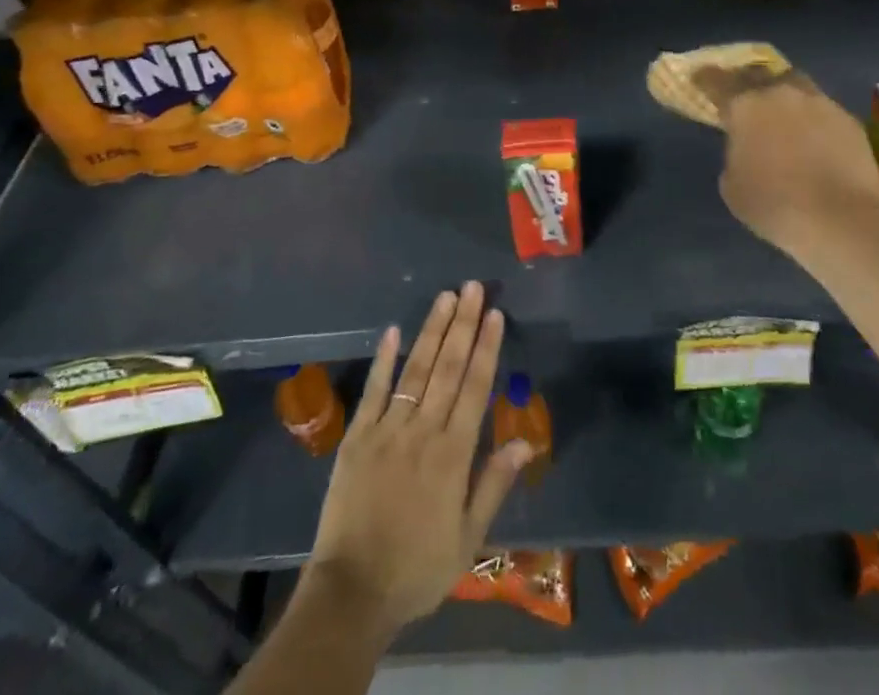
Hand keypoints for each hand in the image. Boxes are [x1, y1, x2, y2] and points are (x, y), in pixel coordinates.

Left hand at [303, 283, 533, 637]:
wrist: (352, 591)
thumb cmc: (418, 568)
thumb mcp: (468, 538)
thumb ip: (494, 484)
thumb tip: (525, 441)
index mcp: (453, 454)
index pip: (474, 387)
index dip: (486, 347)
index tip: (494, 313)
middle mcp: (422, 430)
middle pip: (447, 367)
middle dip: (462, 324)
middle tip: (472, 287)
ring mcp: (387, 428)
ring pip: (415, 369)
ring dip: (432, 330)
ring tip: (445, 296)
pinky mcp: (357, 435)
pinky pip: (373, 389)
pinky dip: (383, 359)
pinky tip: (393, 330)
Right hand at [693, 65, 878, 256]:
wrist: (844, 220)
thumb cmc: (775, 205)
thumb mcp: (732, 185)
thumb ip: (735, 155)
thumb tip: (747, 149)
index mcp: (745, 105)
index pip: (717, 81)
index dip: (705, 79)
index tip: (698, 78)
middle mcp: (780, 93)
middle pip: (758, 74)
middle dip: (747, 81)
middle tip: (743, 94)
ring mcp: (819, 102)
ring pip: (795, 85)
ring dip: (784, 95)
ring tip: (781, 113)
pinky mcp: (848, 120)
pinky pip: (822, 109)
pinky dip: (812, 118)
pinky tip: (813, 138)